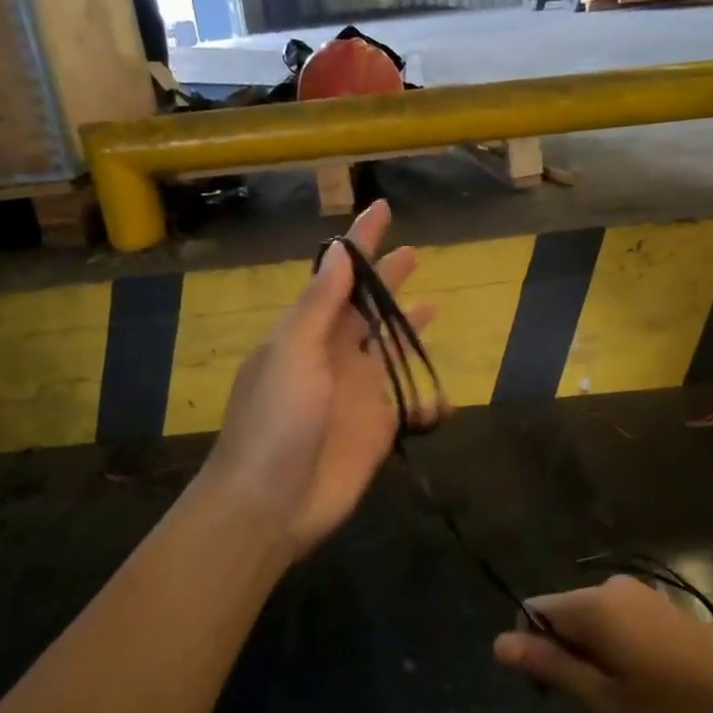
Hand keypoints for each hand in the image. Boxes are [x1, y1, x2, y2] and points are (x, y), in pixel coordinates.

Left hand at [199, 201, 438, 562]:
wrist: (271, 503)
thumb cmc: (276, 421)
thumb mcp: (292, 352)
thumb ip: (320, 303)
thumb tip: (339, 250)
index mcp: (307, 332)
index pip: (339, 275)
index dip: (361, 242)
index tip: (383, 208)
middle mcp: (333, 355)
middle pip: (368, 308)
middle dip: (388, 281)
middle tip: (415, 254)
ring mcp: (357, 392)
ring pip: (390, 350)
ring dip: (408, 329)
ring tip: (434, 306)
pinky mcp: (377, 428)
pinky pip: (410, 404)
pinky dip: (428, 399)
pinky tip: (441, 400)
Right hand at [494, 577, 712, 712]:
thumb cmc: (674, 706)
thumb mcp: (603, 699)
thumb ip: (550, 667)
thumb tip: (498, 642)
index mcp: (590, 605)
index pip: (532, 611)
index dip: (530, 651)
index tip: (552, 695)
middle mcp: (610, 588)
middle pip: (562, 614)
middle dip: (563, 655)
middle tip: (593, 705)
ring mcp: (641, 594)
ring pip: (593, 620)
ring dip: (592, 656)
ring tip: (623, 700)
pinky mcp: (663, 606)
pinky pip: (619, 621)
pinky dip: (616, 649)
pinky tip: (647, 684)